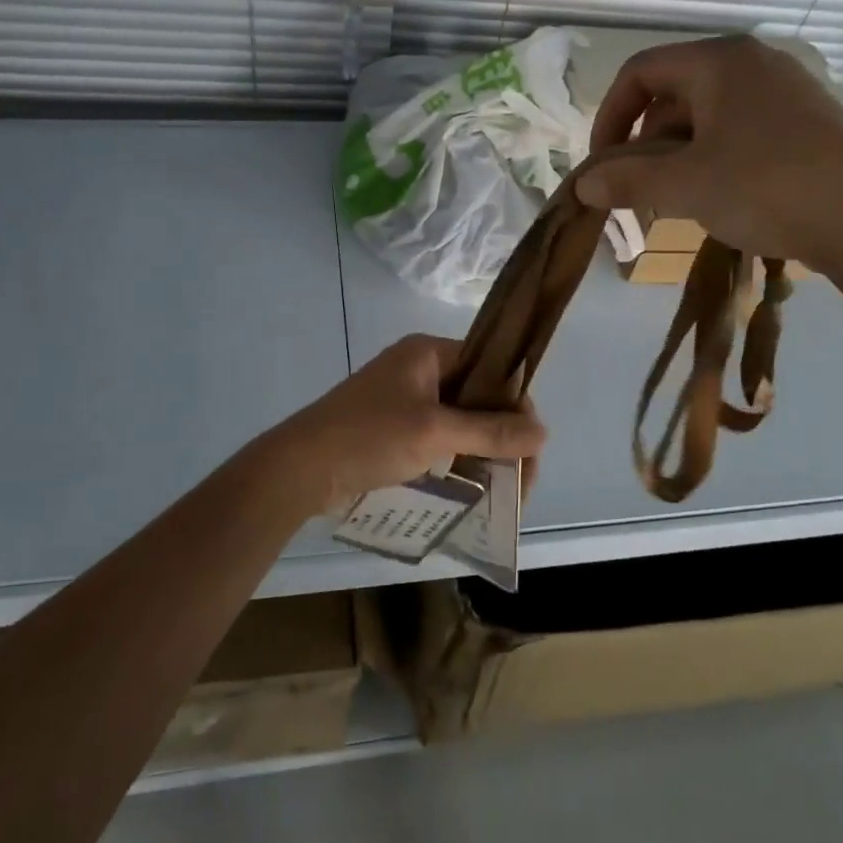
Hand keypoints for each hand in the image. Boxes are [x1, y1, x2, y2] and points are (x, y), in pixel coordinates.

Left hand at [265, 334, 546, 514]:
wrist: (299, 468)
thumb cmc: (368, 437)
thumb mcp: (434, 432)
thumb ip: (490, 431)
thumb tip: (543, 433)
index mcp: (428, 352)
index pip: (491, 367)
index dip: (516, 404)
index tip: (530, 449)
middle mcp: (419, 368)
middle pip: (478, 395)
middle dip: (503, 435)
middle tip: (519, 482)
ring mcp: (404, 397)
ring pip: (460, 419)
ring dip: (482, 450)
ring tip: (501, 490)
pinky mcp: (393, 426)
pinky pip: (439, 435)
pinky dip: (458, 457)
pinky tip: (472, 486)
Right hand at [575, 35, 842, 277]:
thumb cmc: (766, 188)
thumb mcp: (684, 186)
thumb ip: (626, 180)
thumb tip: (583, 183)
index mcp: (719, 61)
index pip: (640, 73)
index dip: (610, 117)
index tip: (602, 165)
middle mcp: (753, 63)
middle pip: (672, 95)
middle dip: (644, 145)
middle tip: (637, 192)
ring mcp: (786, 92)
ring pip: (706, 118)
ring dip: (676, 158)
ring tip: (674, 202)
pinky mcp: (808, 123)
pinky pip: (739, 132)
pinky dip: (712, 160)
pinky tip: (717, 199)